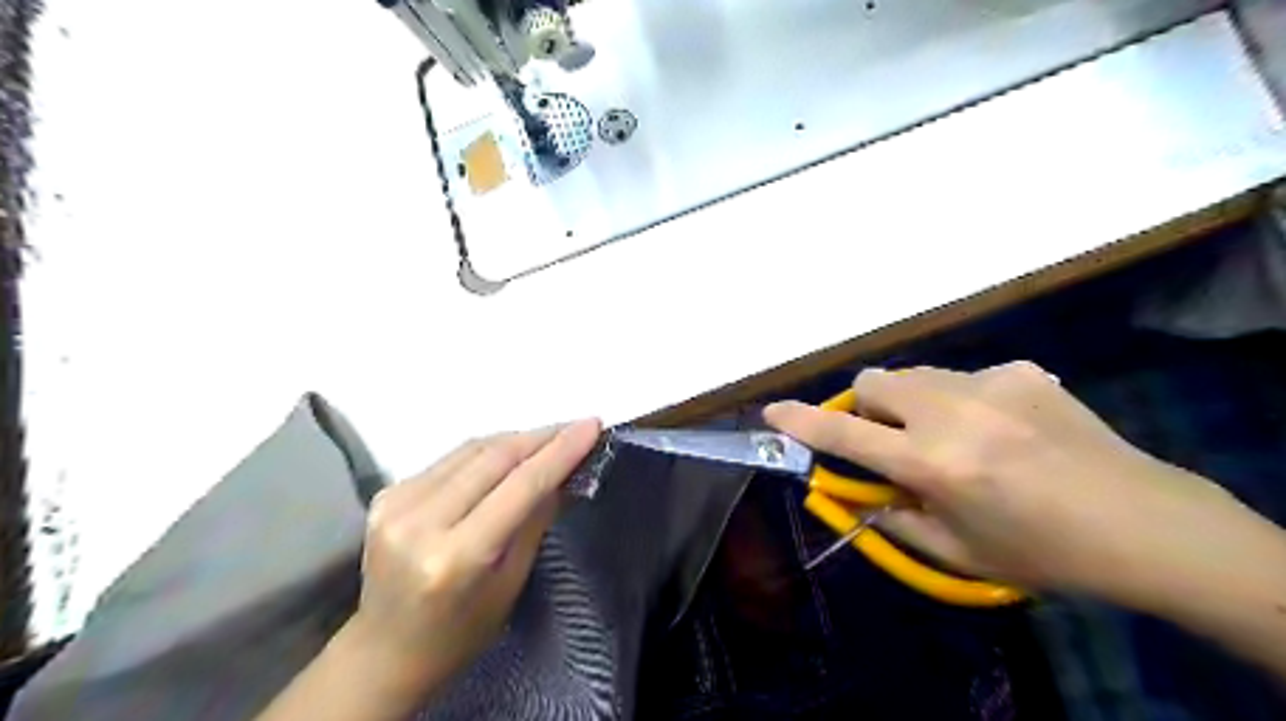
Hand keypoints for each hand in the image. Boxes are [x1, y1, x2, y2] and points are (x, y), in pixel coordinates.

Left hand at [342, 423, 603, 696]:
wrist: (385, 650)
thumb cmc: (460, 632)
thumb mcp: (511, 583)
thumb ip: (537, 519)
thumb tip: (567, 472)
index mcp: (455, 556)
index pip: (519, 487)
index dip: (560, 452)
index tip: (592, 425)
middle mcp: (420, 522)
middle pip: (493, 458)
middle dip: (541, 437)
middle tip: (576, 427)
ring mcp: (396, 503)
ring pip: (472, 449)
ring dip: (516, 439)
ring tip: (550, 437)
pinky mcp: (387, 493)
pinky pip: (451, 459)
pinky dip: (487, 451)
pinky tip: (509, 454)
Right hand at [760, 362, 1246, 598]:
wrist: (1144, 524)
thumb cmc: (1042, 552)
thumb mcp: (955, 550)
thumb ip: (893, 517)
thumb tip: (856, 492)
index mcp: (933, 463)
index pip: (845, 434)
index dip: (802, 422)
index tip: (773, 411)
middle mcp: (952, 413)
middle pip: (874, 381)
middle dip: (867, 407)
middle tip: (891, 438)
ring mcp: (990, 383)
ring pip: (916, 374)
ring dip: (911, 401)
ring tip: (952, 435)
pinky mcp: (1022, 371)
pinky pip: (966, 377)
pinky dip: (962, 400)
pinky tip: (1002, 428)